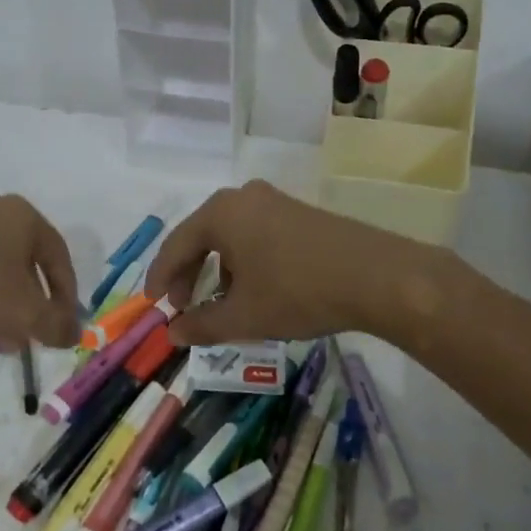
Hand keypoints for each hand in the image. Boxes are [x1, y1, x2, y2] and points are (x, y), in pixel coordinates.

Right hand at [145, 180, 427, 346]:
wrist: (376, 276)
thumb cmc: (298, 292)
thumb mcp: (244, 316)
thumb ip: (201, 325)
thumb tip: (173, 333)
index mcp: (220, 213)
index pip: (175, 246)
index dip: (160, 278)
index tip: (153, 305)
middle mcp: (243, 197)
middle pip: (201, 237)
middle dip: (189, 274)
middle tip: (182, 306)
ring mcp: (274, 201)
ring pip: (230, 236)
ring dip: (218, 270)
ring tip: (219, 303)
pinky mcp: (299, 212)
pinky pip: (255, 234)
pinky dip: (243, 261)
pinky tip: (254, 288)